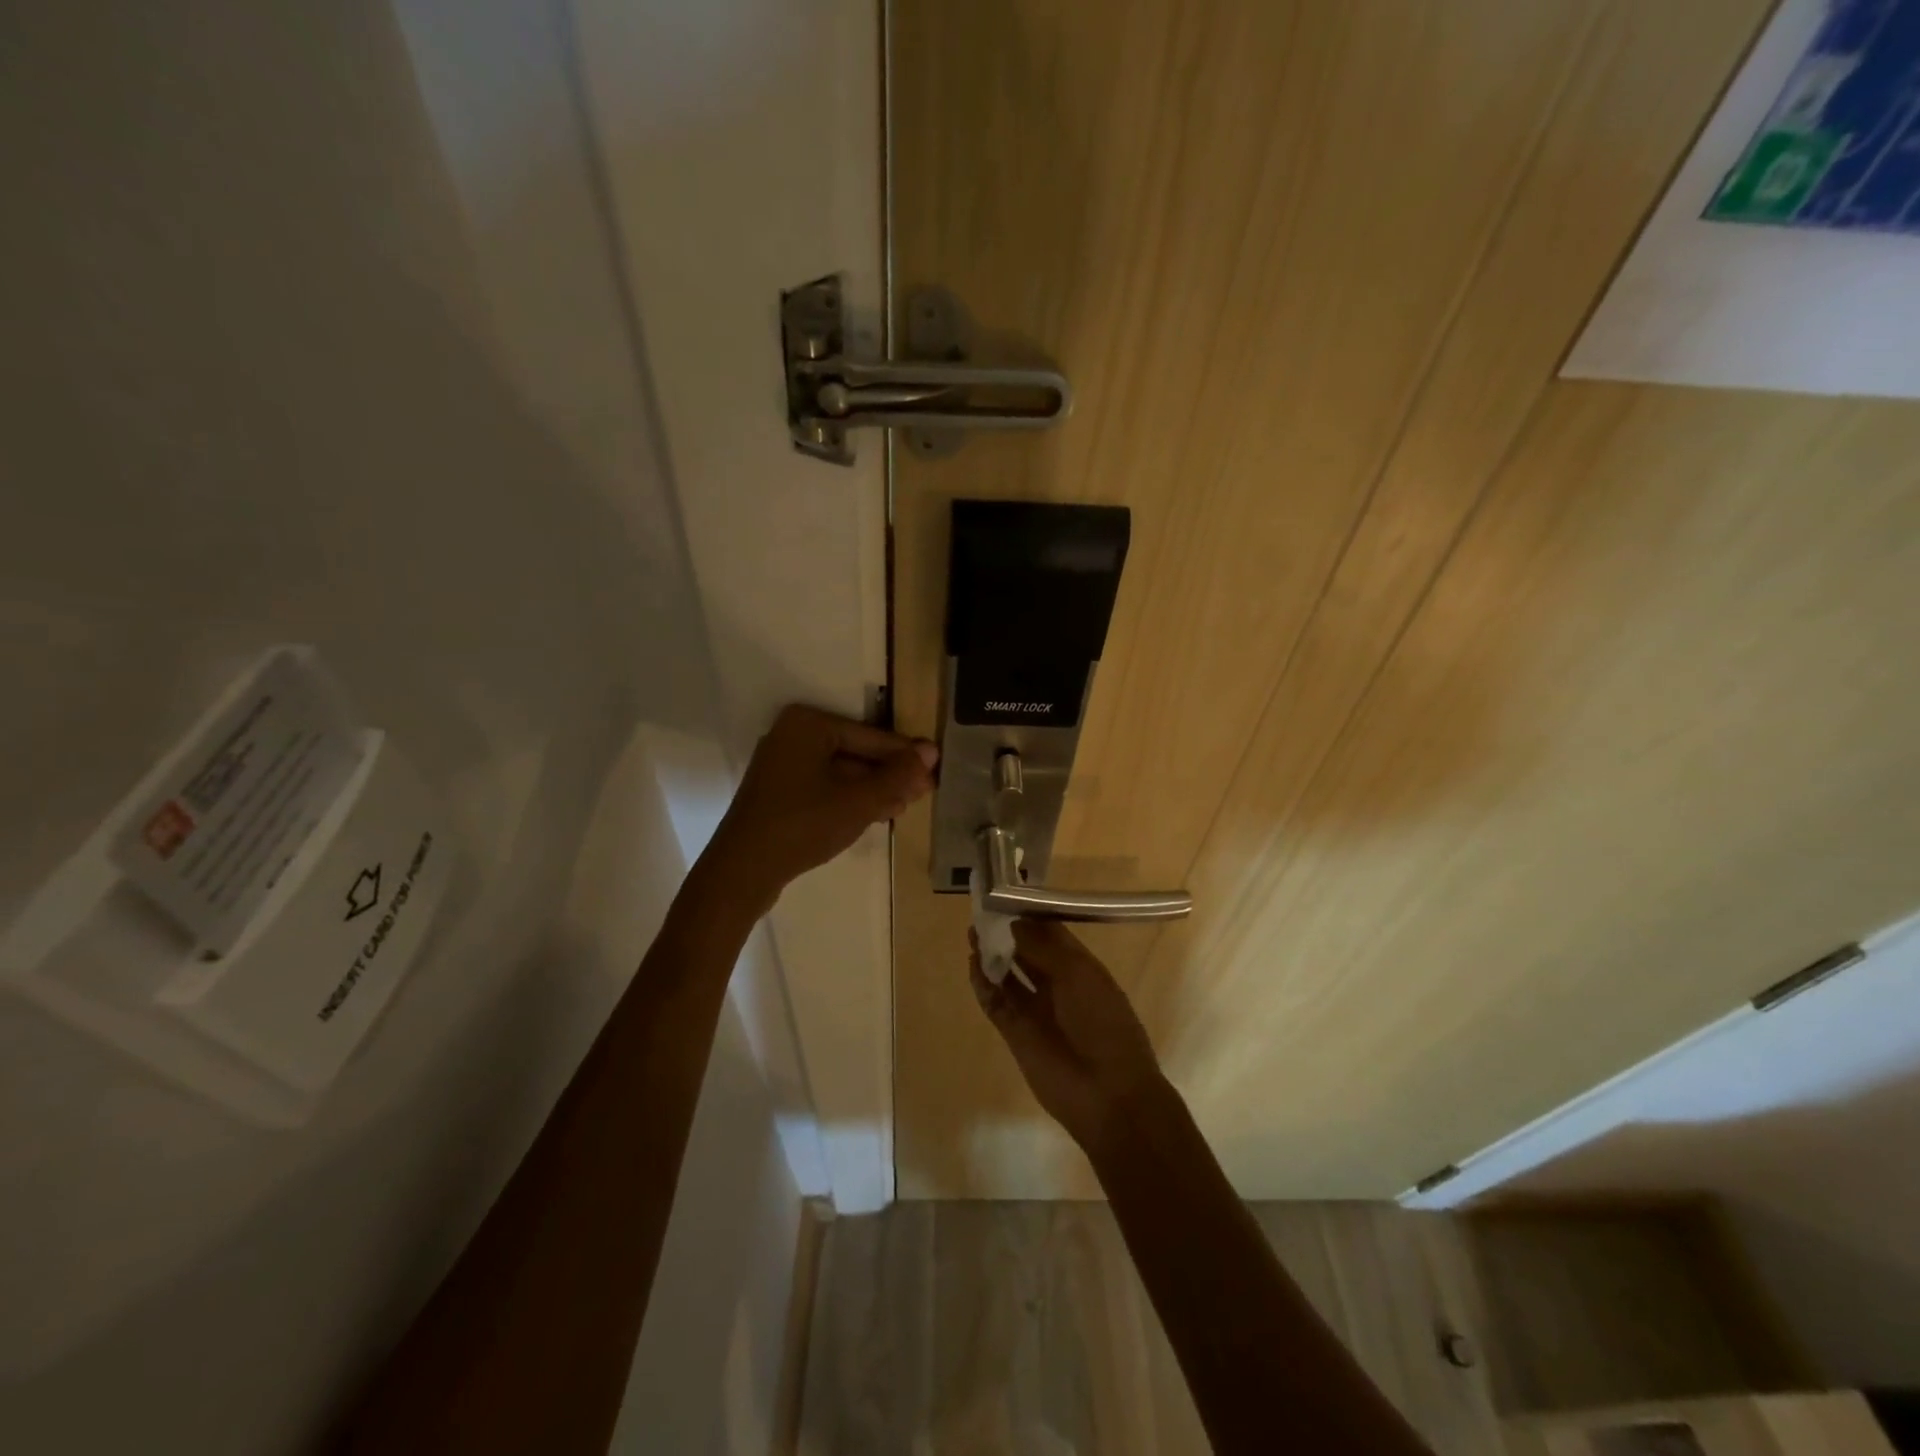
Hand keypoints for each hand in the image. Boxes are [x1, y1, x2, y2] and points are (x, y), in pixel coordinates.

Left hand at [705, 704, 936, 909]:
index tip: (936, 770)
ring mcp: (783, 763)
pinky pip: (825, 785)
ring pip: (843, 771)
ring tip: (905, 806)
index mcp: (809, 723)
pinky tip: (877, 813)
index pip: (872, 737)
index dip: (906, 757)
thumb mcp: (859, 800)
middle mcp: (793, 734)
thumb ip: (897, 775)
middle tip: (924, 793)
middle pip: (857, 752)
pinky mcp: (780, 790)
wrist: (743, 871)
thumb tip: (931, 752)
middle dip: (890, 775)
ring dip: (874, 789)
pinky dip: (850, 798)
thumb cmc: (803, 825)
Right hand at [970, 919, 1167, 1153]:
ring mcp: (1035, 1009)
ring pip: (1008, 975)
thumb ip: (1042, 946)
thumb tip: (1013, 922)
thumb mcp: (1077, 975)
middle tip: (981, 910)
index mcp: (1080, 967)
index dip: (1029, 915)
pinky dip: (983, 984)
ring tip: (972, 932)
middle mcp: (1057, 984)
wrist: (1108, 1094)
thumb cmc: (1101, 1023)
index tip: (1005, 895)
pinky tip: (973, 964)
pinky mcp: (1015, 1032)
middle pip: (1026, 951)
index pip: (1050, 933)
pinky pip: (995, 1002)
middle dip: (1006, 932)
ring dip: (991, 955)